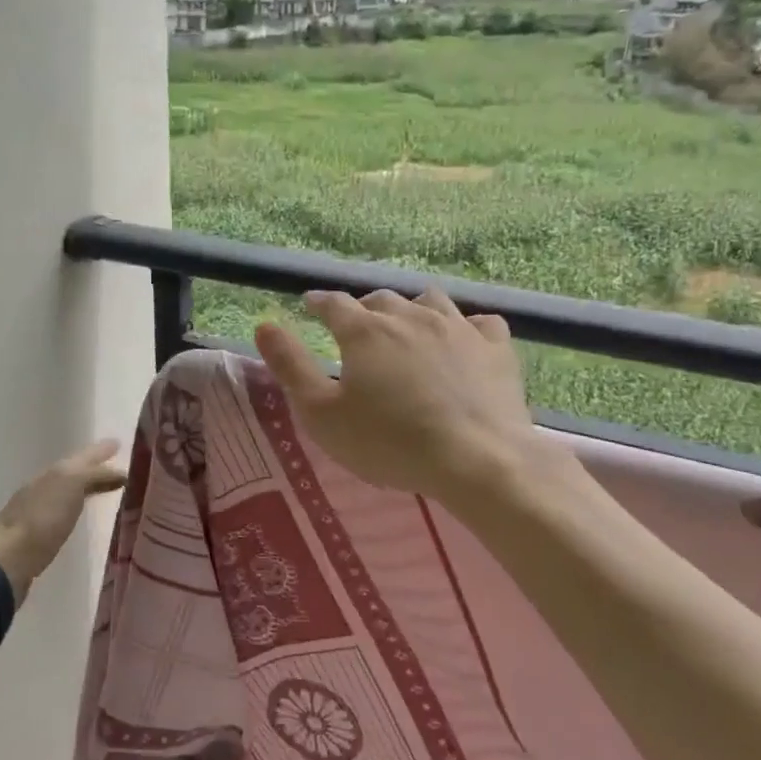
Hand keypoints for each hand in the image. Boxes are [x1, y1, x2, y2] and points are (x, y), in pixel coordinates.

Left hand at [0, 440, 128, 603]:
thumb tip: (120, 473)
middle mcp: (44, 486)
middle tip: (116, 465)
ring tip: (103, 488)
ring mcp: (38, 510)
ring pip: (67, 491)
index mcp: (55, 472)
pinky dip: (75, 508)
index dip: (100, 451)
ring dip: (85, 487)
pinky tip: (79, 515)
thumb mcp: (72, 484)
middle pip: (73, 471)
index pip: (83, 457)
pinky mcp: (36, 536)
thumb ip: (96, 475)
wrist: (8, 559)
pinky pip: (63, 513)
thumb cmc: (43, 518)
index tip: (118, 443)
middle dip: (93, 467)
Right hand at [255, 288, 553, 502]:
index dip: (320, 303)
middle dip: (364, 308)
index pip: (334, 304)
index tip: (311, 305)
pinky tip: (464, 339)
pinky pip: (481, 322)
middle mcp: (410, 316)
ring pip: (430, 301)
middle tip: (356, 325)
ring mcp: (458, 328)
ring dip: (412, 308)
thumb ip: (291, 367)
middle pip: (381, 300)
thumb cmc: (389, 442)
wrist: (476, 459)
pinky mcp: (496, 348)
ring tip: (407, 324)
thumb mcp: (322, 413)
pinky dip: (467, 327)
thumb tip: (264, 325)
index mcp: (365, 331)